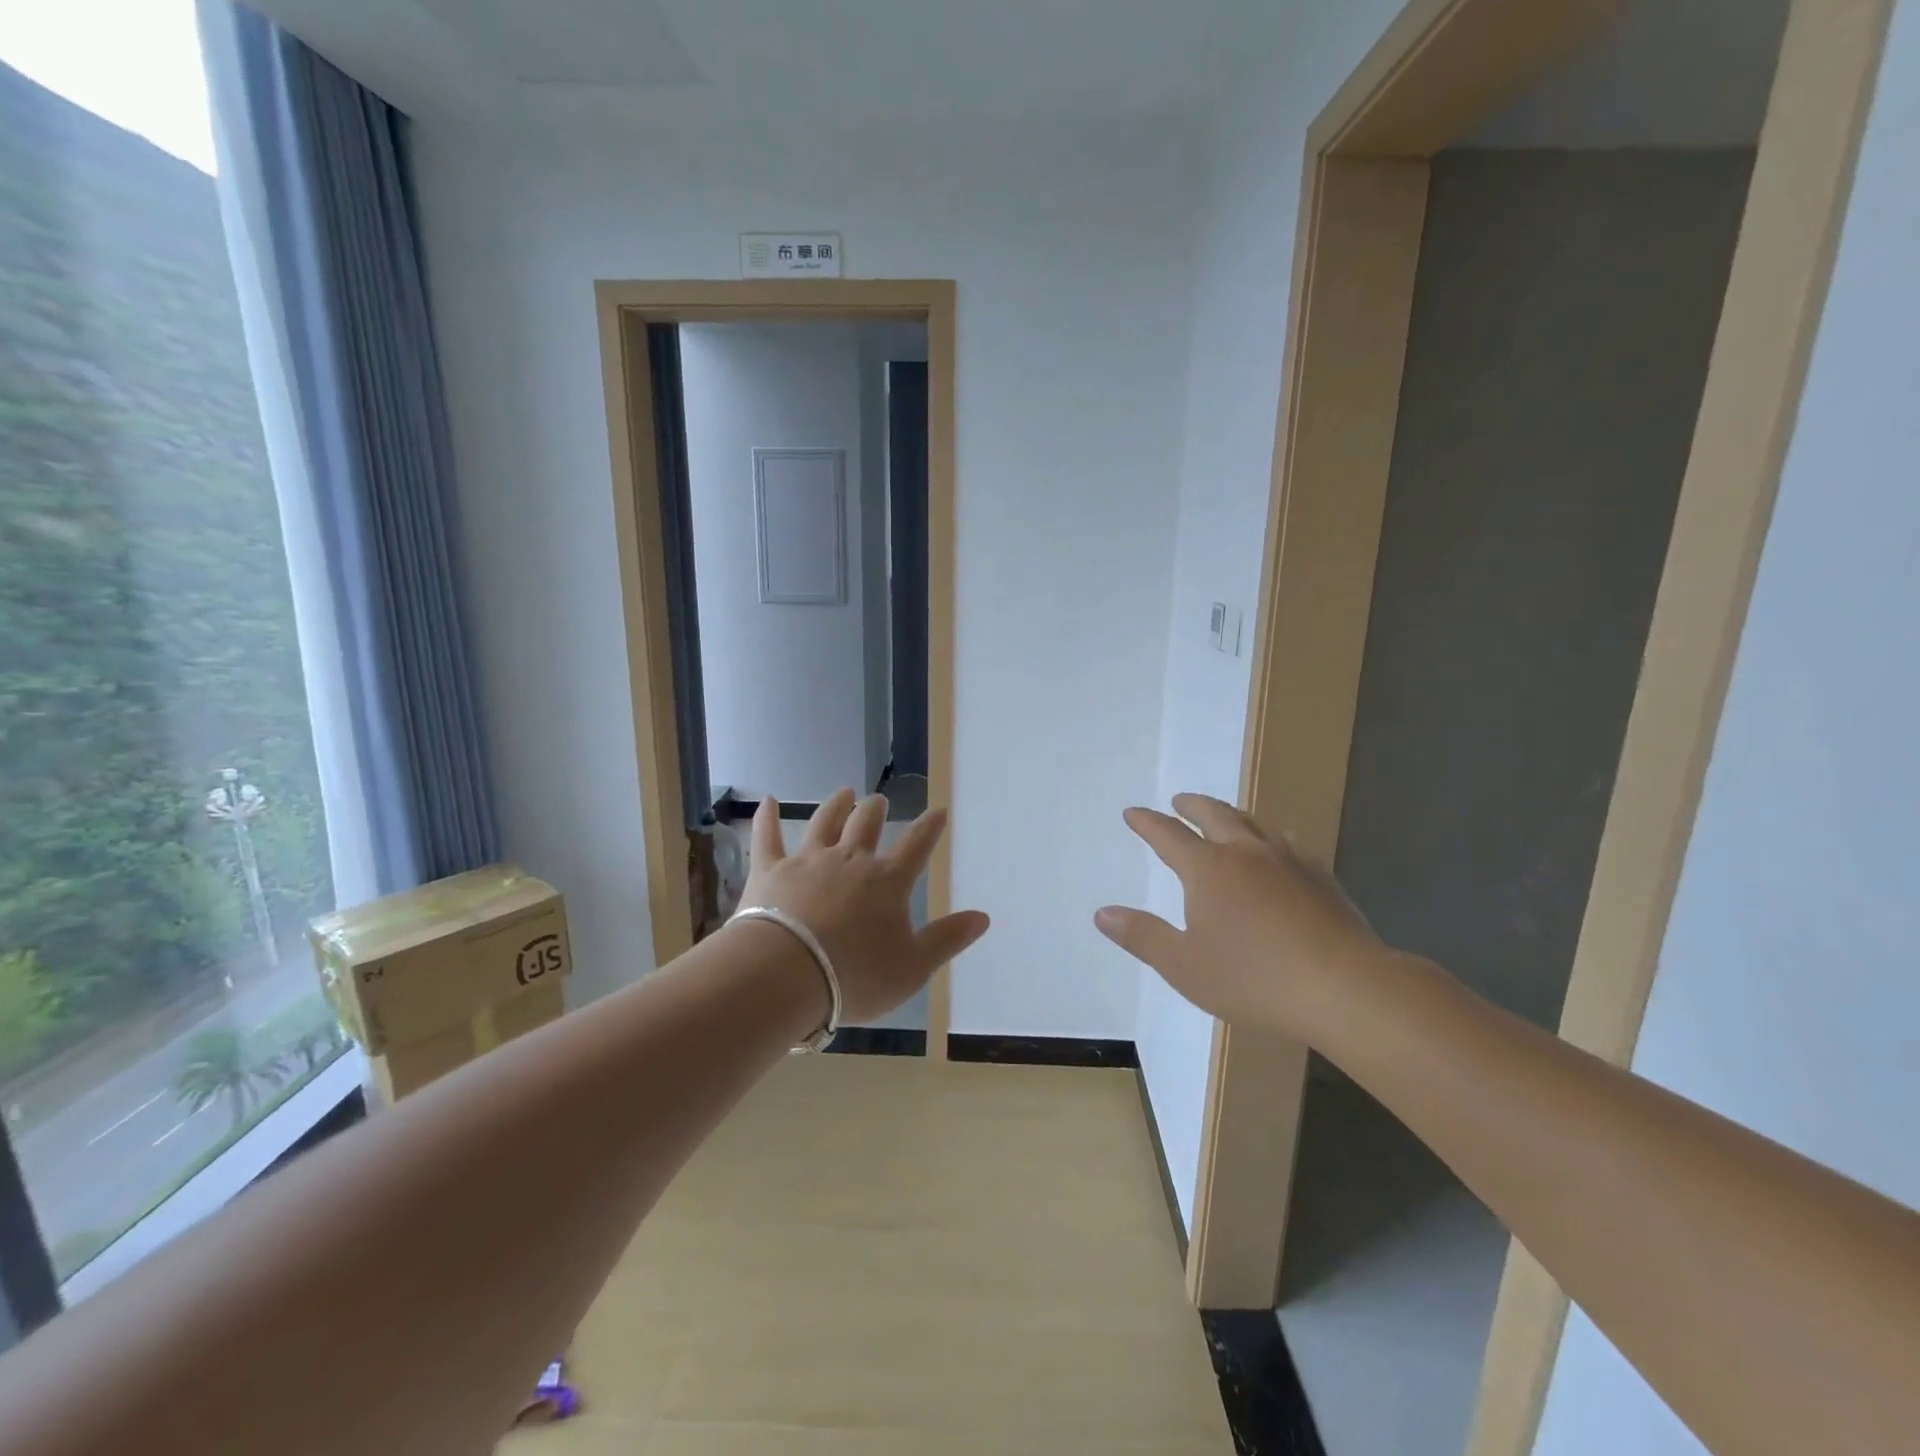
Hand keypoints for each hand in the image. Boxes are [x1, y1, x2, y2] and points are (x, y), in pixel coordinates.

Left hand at [738, 789, 989, 1023]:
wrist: (786, 975)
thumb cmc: (856, 975)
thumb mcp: (913, 966)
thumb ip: (948, 939)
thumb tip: (984, 916)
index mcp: (887, 881)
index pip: (916, 846)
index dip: (929, 828)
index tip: (937, 811)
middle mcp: (850, 860)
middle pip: (866, 825)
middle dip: (876, 810)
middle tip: (879, 800)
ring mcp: (808, 861)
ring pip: (825, 822)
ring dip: (836, 806)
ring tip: (844, 792)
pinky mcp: (770, 870)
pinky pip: (768, 837)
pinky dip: (768, 818)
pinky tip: (768, 801)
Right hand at [1095, 793, 1385, 1040]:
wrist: (1345, 988)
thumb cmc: (1253, 979)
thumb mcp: (1184, 965)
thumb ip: (1142, 936)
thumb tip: (1103, 913)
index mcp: (1208, 870)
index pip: (1168, 836)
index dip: (1147, 823)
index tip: (1133, 813)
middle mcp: (1246, 853)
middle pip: (1214, 815)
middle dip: (1191, 806)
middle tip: (1179, 801)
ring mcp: (1288, 862)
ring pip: (1254, 823)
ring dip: (1232, 815)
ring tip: (1225, 817)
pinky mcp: (1322, 879)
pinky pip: (1289, 844)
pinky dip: (1270, 837)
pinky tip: (1279, 850)